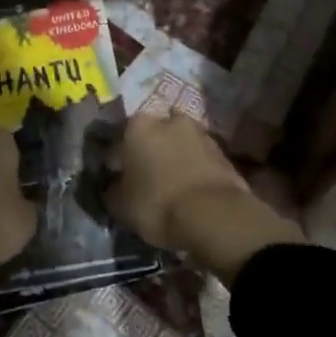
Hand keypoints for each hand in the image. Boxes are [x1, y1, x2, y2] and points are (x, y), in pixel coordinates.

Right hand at [108, 111, 302, 281]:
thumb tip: (113, 185)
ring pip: (180, 143)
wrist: (215, 216)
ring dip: (175, 157)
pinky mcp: (223, 152)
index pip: (120, 135)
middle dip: (150, 150)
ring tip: (171, 183)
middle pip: (154, 133)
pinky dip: (194, 168)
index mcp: (138, 126)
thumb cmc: (157, 204)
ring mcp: (200, 133)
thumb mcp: (119, 205)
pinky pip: (200, 158)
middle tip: (146, 176)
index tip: (117, 174)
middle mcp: (169, 120)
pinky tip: (190, 189)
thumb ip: (112, 189)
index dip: (117, 156)